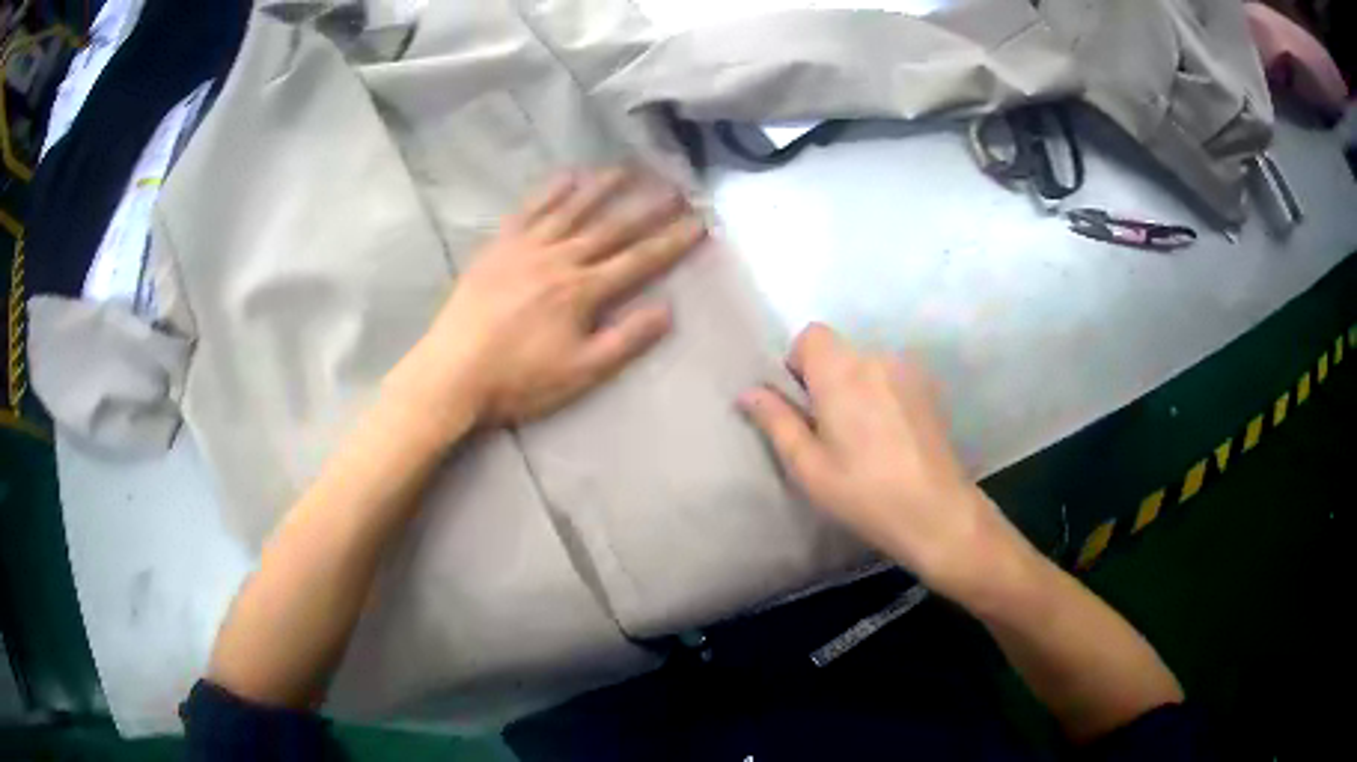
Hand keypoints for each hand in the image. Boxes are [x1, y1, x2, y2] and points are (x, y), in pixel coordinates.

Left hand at [393, 168, 706, 432]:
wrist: (453, 372)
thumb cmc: (518, 380)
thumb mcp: (580, 372)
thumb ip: (625, 340)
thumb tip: (667, 310)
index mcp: (582, 291)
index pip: (638, 260)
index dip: (672, 241)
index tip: (699, 222)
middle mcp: (559, 258)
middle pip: (611, 227)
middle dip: (648, 207)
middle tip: (676, 186)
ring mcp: (526, 247)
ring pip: (572, 209)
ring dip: (603, 187)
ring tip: (629, 169)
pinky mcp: (499, 245)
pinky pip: (530, 209)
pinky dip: (551, 191)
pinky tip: (568, 177)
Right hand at [739, 323, 1028, 602]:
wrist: (936, 512)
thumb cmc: (863, 492)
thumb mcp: (808, 466)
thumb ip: (776, 421)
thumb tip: (749, 392)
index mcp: (842, 372)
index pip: (811, 336)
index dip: (800, 365)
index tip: (805, 406)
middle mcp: (877, 358)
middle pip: (840, 352)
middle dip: (827, 381)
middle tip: (831, 432)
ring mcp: (908, 372)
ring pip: (867, 366)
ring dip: (857, 389)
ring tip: (865, 439)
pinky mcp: (929, 388)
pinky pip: (892, 379)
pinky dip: (883, 396)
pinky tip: (892, 438)